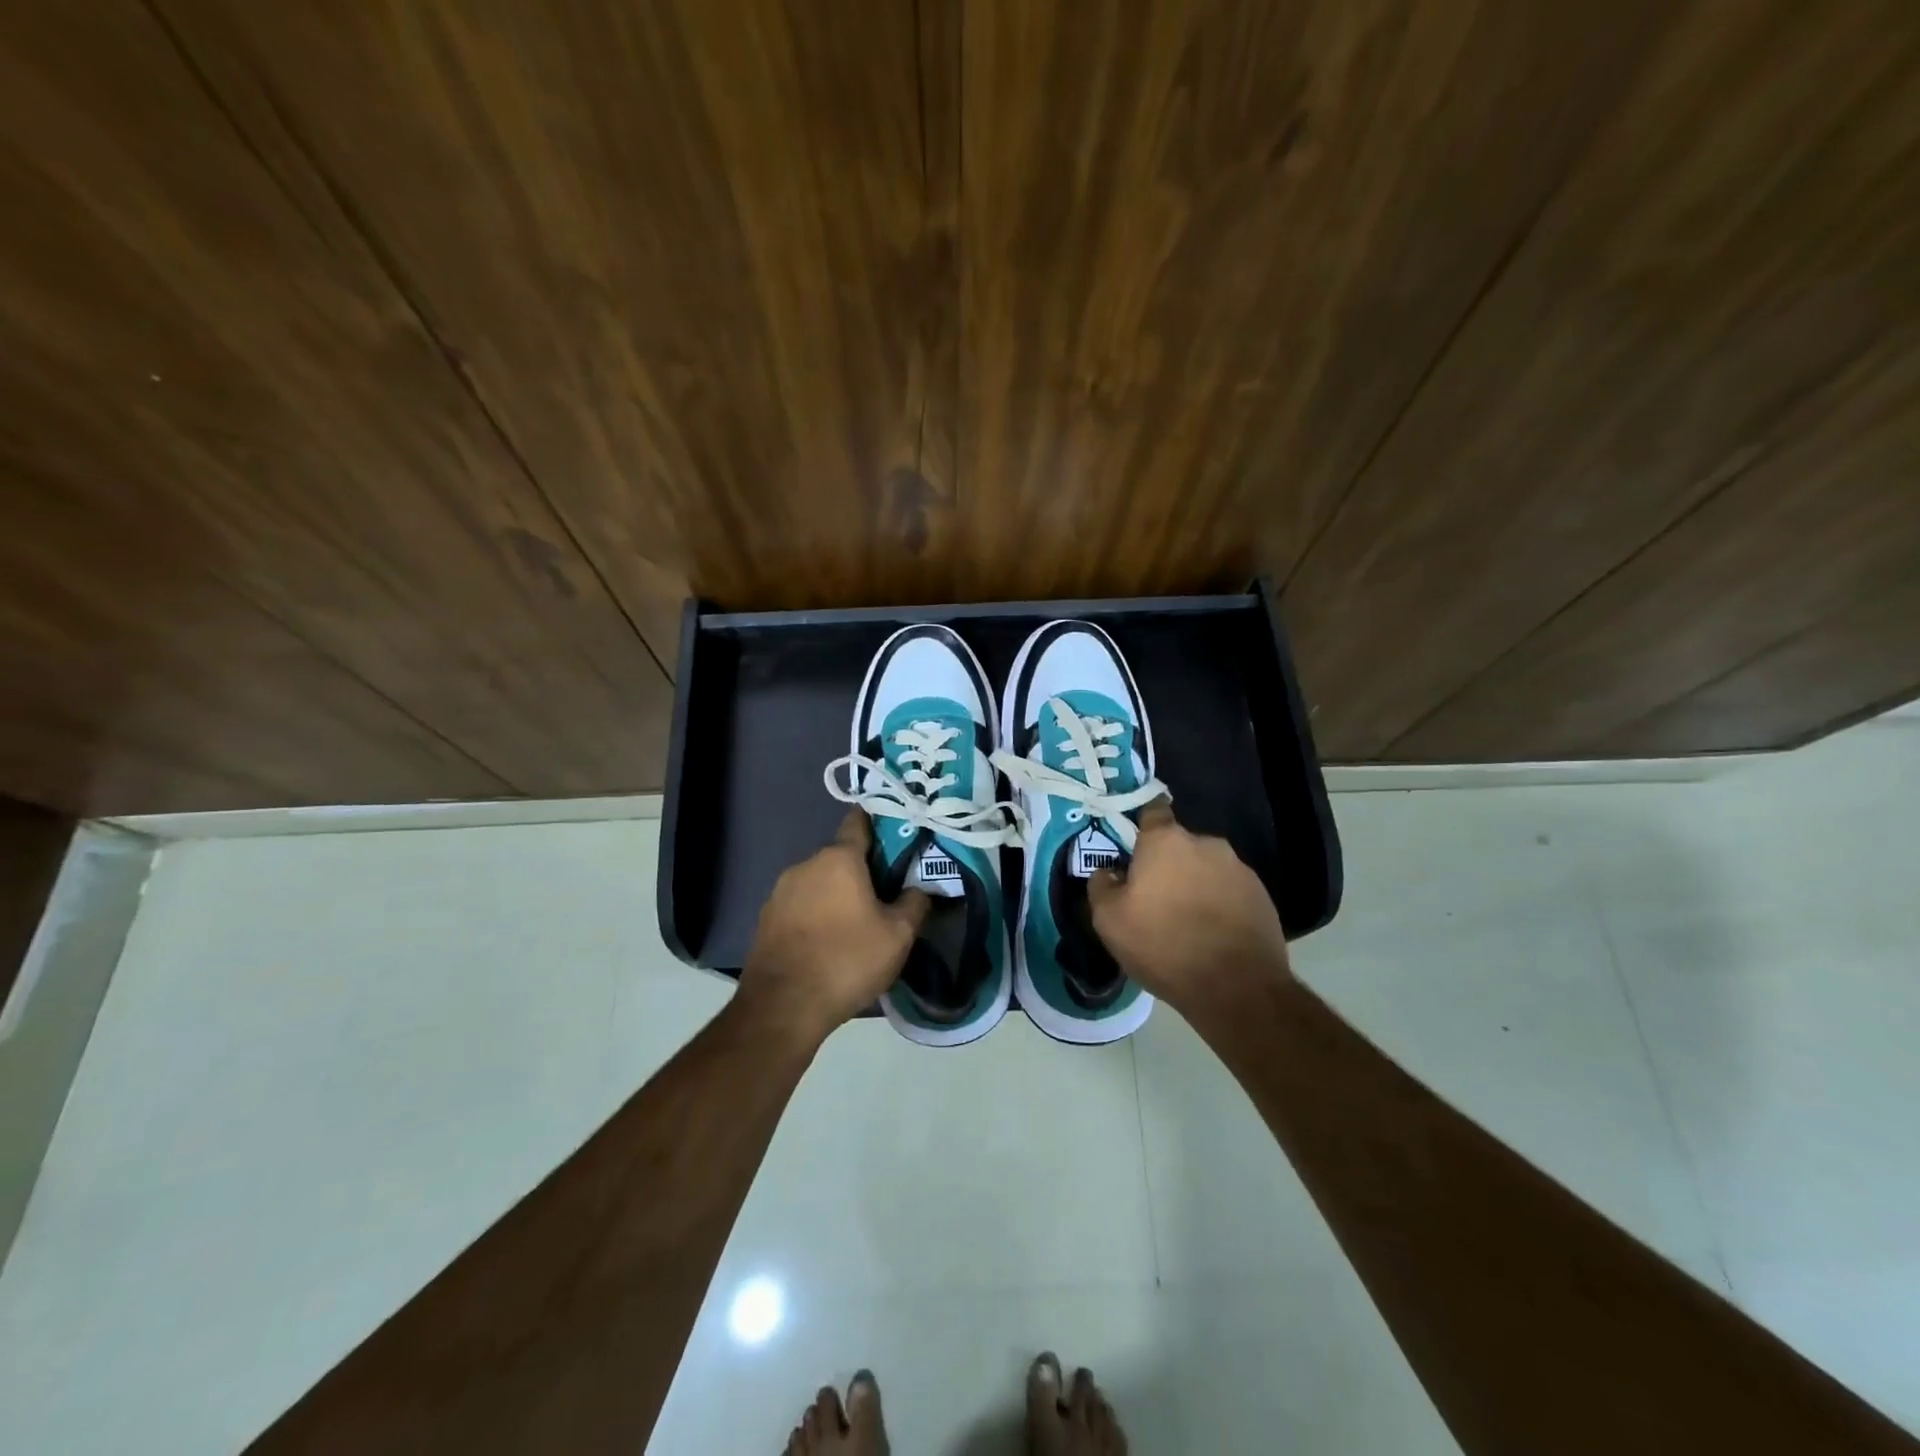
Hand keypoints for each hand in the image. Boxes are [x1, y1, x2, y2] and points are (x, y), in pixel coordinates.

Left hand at [739, 811, 929, 1043]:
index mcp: (838, 858)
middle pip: (840, 857)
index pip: (859, 822)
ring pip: (819, 883)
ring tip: (857, 925)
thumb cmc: (847, 960)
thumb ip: (914, 903)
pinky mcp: (766, 919)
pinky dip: (816, 915)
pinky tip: (828, 943)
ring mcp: (780, 892)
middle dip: (862, 871)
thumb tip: (919, 888)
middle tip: (885, 895)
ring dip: (837, 895)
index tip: (896, 835)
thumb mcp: (898, 935)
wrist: (783, 1007)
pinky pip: (800, 906)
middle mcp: (805, 865)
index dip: (879, 824)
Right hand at [1086, 801, 1290, 1009]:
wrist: (1237, 988)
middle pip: (1179, 845)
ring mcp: (1239, 868)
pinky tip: (1212, 934)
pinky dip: (1219, 904)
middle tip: (1155, 898)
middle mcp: (1207, 843)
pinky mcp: (1262, 896)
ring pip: (1206, 868)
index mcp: (1166, 841)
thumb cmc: (1163, 945)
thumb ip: (1101, 885)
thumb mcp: (1109, 920)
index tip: (1131, 847)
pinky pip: (1230, 890)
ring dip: (1194, 884)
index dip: (1140, 825)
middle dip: (1167, 864)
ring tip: (1186, 922)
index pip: (1152, 810)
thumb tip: (1109, 872)